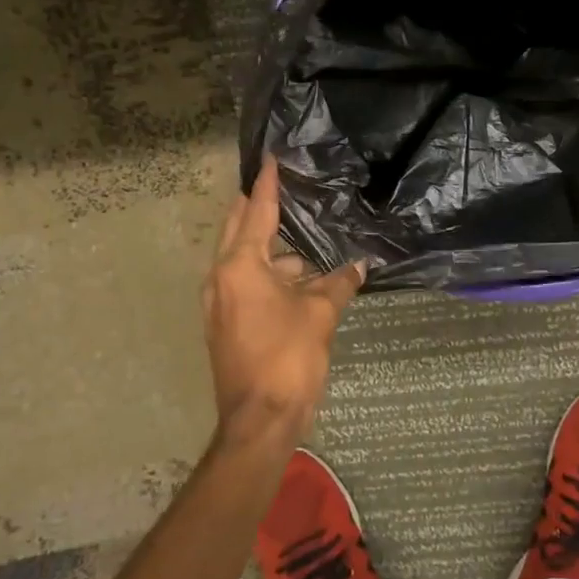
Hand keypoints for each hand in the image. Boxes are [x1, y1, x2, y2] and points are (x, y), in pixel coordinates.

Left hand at [202, 157, 363, 449]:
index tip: (270, 158)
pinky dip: (268, 275)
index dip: (267, 184)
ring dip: (271, 250)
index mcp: (240, 267)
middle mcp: (221, 278)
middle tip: (277, 186)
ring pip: (244, 261)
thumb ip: (339, 284)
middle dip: (256, 208)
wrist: (259, 420)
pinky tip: (297, 281)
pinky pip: (245, 284)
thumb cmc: (288, 358)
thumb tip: (360, 266)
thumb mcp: (320, 315)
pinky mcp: (225, 324)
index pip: (256, 213)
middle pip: (238, 230)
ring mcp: (219, 303)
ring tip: (304, 243)